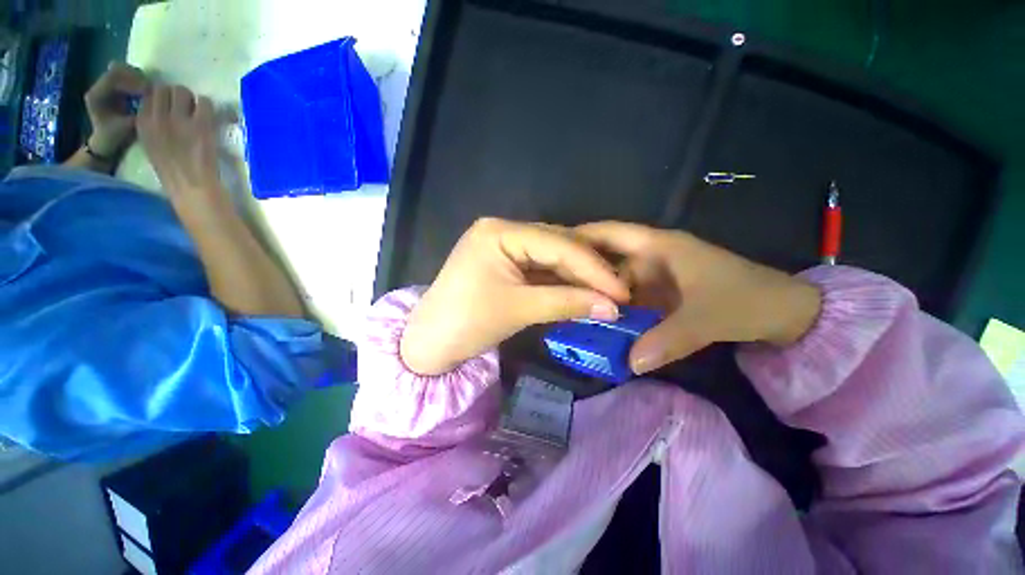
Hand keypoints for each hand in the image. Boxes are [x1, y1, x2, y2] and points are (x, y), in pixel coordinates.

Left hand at [84, 62, 147, 156]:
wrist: (106, 143)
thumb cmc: (115, 138)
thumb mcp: (126, 128)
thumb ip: (136, 112)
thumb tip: (152, 100)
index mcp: (96, 94)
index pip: (114, 77)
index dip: (133, 81)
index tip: (149, 92)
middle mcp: (98, 86)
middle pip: (119, 70)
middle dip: (137, 77)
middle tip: (152, 90)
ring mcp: (105, 85)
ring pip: (124, 71)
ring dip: (139, 79)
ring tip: (150, 91)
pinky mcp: (113, 87)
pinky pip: (127, 77)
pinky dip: (138, 82)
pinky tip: (145, 92)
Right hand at [137, 84, 223, 203]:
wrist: (192, 187)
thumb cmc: (173, 171)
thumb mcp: (151, 144)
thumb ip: (153, 124)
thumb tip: (162, 108)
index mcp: (143, 123)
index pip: (149, 93)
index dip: (162, 97)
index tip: (170, 105)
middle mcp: (158, 117)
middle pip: (166, 88)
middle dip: (177, 96)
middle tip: (186, 108)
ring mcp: (180, 120)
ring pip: (184, 92)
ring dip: (192, 100)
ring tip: (197, 114)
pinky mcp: (201, 125)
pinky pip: (205, 102)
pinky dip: (208, 108)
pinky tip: (210, 119)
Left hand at [400, 218, 631, 374]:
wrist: (430, 343)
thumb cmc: (466, 323)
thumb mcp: (519, 309)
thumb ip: (567, 302)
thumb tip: (613, 307)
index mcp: (500, 231)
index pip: (558, 244)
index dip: (593, 268)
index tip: (622, 291)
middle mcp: (503, 229)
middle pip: (557, 245)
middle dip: (589, 270)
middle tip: (618, 292)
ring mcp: (504, 245)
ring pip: (552, 257)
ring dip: (578, 276)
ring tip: (607, 294)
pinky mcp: (506, 262)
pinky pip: (540, 268)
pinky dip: (562, 281)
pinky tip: (582, 291)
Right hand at [575, 222, 821, 373]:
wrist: (788, 314)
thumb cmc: (749, 299)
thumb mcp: (708, 318)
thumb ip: (668, 339)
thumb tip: (630, 363)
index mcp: (660, 247)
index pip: (611, 233)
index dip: (581, 237)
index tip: (551, 250)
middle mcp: (652, 258)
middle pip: (608, 260)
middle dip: (583, 274)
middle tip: (554, 291)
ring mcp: (656, 278)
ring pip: (618, 283)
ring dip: (599, 296)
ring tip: (570, 309)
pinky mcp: (662, 296)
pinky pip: (631, 300)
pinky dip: (617, 310)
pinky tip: (601, 324)